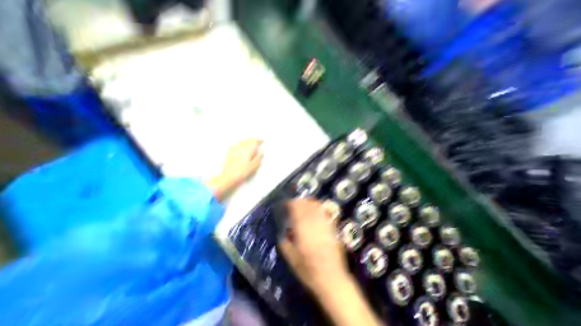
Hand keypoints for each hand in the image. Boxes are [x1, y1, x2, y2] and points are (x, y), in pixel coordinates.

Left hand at [209, 137, 262, 199]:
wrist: (228, 176)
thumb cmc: (242, 172)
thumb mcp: (253, 166)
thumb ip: (258, 158)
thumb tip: (261, 151)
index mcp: (247, 150)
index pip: (254, 142)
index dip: (258, 140)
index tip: (262, 140)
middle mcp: (240, 147)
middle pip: (248, 140)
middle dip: (253, 140)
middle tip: (257, 141)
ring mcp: (234, 149)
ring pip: (242, 141)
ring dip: (247, 141)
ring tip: (250, 143)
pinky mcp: (229, 152)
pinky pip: (236, 145)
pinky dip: (240, 144)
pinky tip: (240, 146)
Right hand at [277, 199, 348, 294]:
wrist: (331, 279)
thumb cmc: (309, 271)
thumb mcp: (292, 259)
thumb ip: (285, 244)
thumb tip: (283, 233)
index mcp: (302, 231)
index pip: (296, 211)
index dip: (291, 204)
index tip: (287, 203)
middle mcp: (313, 225)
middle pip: (306, 206)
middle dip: (299, 202)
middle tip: (294, 201)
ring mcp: (324, 225)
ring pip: (316, 208)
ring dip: (309, 202)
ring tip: (304, 202)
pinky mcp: (332, 228)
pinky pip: (325, 213)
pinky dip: (319, 208)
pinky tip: (317, 207)